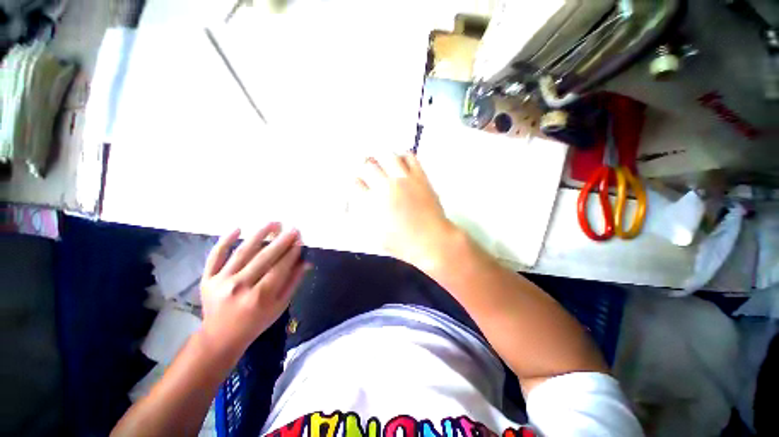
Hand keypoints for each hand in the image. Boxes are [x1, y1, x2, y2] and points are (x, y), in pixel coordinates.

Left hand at [199, 223, 305, 360]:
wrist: (221, 337)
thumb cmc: (256, 322)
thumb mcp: (280, 306)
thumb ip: (293, 282)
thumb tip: (306, 262)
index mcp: (260, 297)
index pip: (280, 268)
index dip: (292, 253)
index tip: (300, 241)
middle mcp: (239, 286)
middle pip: (264, 258)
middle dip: (281, 241)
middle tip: (292, 229)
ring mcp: (220, 281)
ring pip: (242, 252)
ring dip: (259, 235)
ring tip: (273, 223)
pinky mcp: (207, 279)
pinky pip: (215, 256)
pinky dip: (225, 241)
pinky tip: (237, 228)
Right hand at [356, 152, 454, 268]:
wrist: (431, 241)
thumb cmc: (403, 243)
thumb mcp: (376, 236)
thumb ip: (365, 218)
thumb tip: (361, 205)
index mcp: (372, 202)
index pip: (356, 184)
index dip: (356, 183)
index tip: (359, 184)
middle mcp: (386, 187)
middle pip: (369, 165)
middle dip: (366, 167)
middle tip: (369, 170)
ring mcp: (404, 180)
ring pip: (388, 156)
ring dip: (383, 159)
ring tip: (384, 163)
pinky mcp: (420, 177)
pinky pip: (410, 157)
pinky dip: (403, 157)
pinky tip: (402, 163)